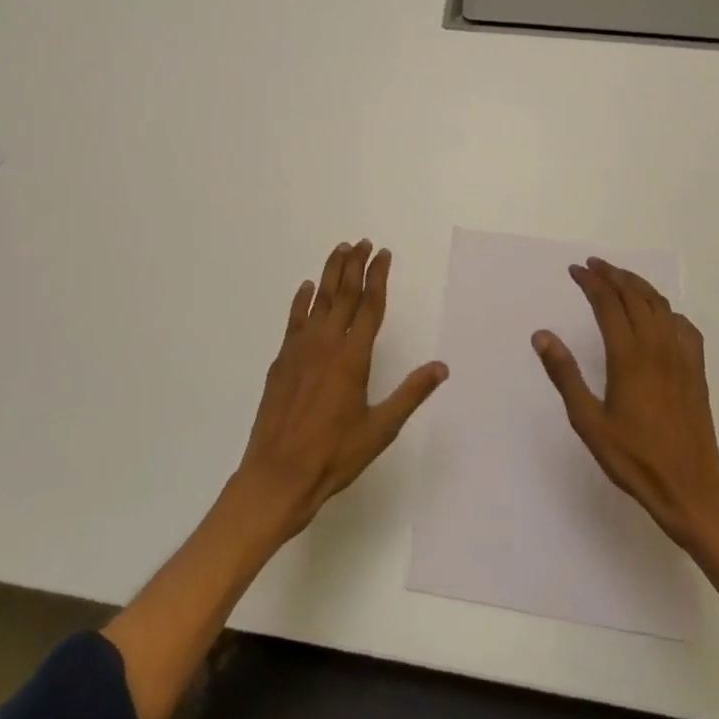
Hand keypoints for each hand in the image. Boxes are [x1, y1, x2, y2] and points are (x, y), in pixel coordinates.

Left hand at [232, 240, 446, 540]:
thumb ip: (410, 394)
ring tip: (339, 250)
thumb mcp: (380, 429)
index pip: (369, 306)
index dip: (378, 277)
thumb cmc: (334, 456)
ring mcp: (300, 350)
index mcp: (353, 358)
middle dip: (354, 265)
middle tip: (362, 242)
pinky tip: (306, 288)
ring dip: (330, 273)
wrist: (277, 476)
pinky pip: (294, 320)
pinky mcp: (281, 361)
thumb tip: (441, 367)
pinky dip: (301, 300)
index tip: (383, 254)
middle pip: (343, 295)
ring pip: (318, 301)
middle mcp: (326, 344)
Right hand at [533, 258, 718, 551]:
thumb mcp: (588, 421)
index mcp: (628, 356)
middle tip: (593, 265)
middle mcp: (657, 346)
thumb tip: (542, 335)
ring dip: (638, 285)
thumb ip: (565, 375)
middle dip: (612, 275)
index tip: (575, 270)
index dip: (590, 281)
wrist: (690, 489)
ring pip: (660, 304)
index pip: (607, 302)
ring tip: (619, 278)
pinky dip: (666, 309)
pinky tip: (659, 315)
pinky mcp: (697, 370)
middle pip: (634, 295)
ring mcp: (682, 356)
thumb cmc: (633, 458)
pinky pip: (684, 325)